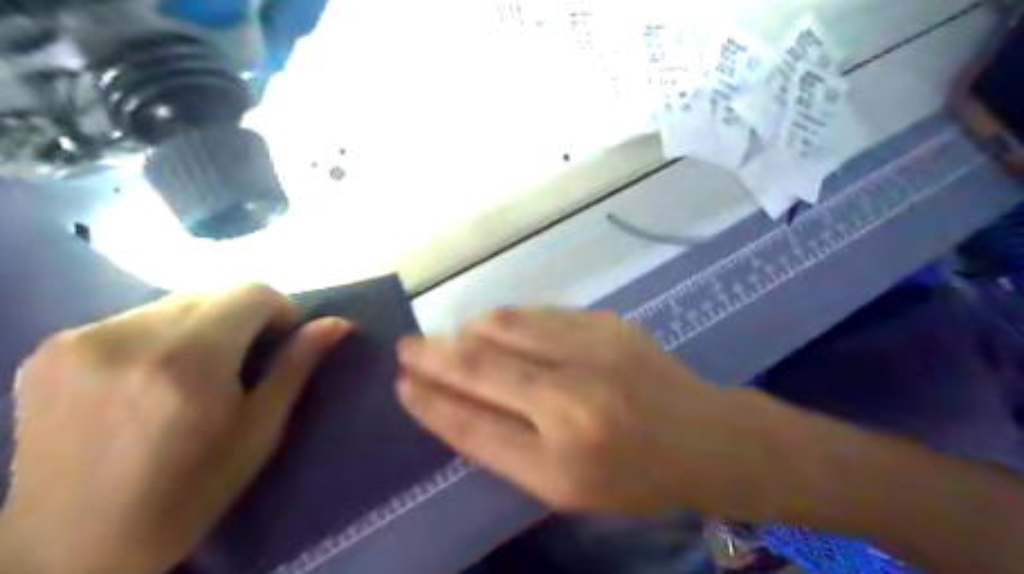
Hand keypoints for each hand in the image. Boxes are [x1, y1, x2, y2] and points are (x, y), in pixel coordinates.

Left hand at [1, 284, 351, 572]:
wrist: (74, 548)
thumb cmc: (191, 492)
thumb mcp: (261, 430)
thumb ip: (296, 365)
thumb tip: (338, 324)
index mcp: (189, 361)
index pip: (250, 292)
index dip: (278, 310)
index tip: (278, 343)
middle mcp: (128, 337)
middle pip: (211, 294)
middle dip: (239, 318)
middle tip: (240, 363)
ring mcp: (79, 341)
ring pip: (172, 304)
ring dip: (198, 326)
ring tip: (193, 374)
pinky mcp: (48, 350)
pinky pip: (131, 320)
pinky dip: (158, 337)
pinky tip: (149, 379)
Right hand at [399, 310, 791, 520]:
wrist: (702, 436)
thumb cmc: (631, 476)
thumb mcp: (564, 486)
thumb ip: (505, 447)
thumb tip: (453, 402)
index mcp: (561, 461)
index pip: (473, 427)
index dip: (430, 402)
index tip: (401, 382)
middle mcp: (573, 400)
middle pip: (482, 368)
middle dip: (433, 355)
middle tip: (408, 346)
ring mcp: (593, 352)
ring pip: (507, 326)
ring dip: (469, 330)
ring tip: (453, 337)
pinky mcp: (608, 323)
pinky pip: (540, 314)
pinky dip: (510, 320)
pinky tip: (500, 328)